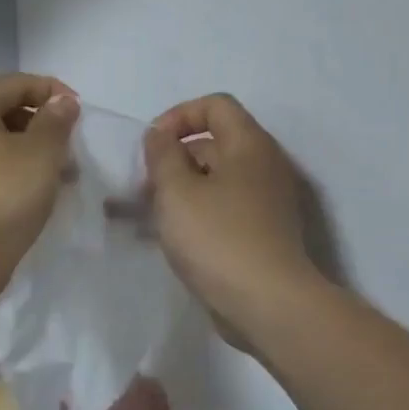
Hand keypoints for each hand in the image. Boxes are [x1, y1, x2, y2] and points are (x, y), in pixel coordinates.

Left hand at [0, 74, 80, 300]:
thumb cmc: (3, 195)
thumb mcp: (41, 153)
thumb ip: (56, 121)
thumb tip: (62, 102)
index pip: (15, 84)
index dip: (52, 92)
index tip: (81, 112)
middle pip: (4, 111)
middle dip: (42, 125)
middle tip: (72, 146)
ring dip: (31, 151)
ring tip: (62, 173)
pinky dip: (13, 170)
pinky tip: (38, 190)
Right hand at [144, 94, 314, 345]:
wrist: (268, 304)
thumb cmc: (218, 238)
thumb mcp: (177, 190)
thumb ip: (162, 154)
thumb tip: (159, 135)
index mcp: (249, 145)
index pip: (215, 105)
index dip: (177, 116)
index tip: (151, 145)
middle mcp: (263, 167)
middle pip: (212, 144)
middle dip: (171, 159)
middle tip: (141, 187)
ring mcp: (264, 203)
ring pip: (212, 181)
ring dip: (176, 191)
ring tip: (140, 215)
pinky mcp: (259, 234)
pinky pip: (220, 210)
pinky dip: (192, 215)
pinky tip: (163, 237)